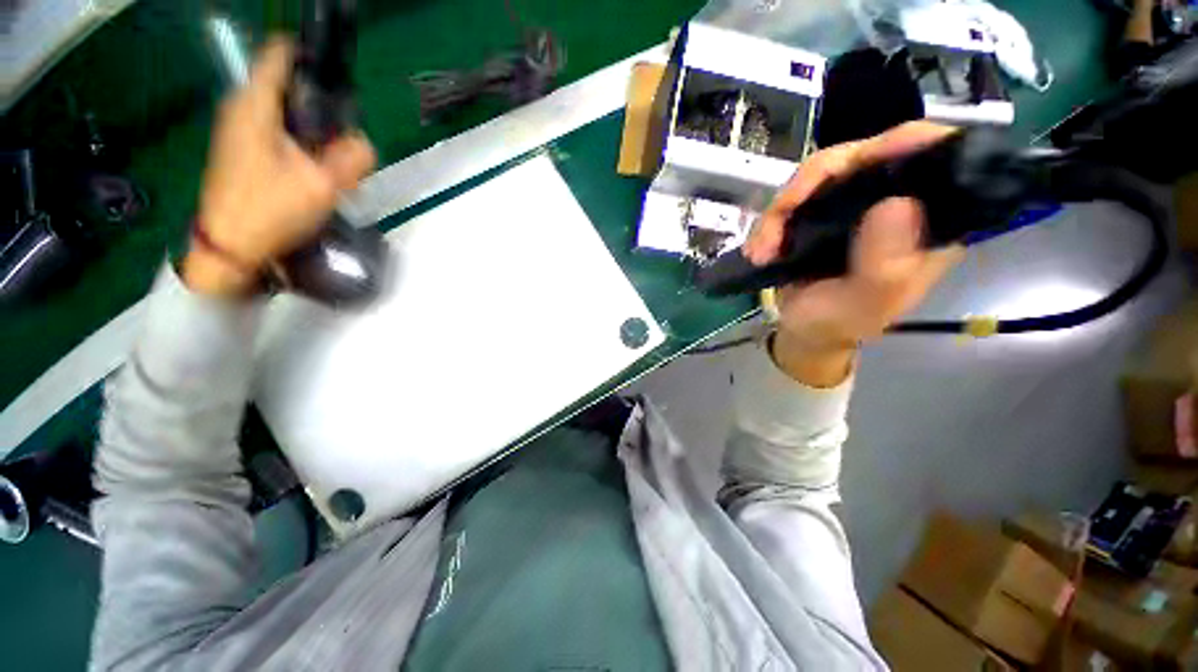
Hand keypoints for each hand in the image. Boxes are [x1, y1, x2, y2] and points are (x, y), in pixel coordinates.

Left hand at [184, 38, 375, 296]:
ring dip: (314, 126)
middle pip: (289, 84)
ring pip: (286, 109)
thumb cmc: (269, 211)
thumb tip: (364, 143)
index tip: (339, 77)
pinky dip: (301, 139)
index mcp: (255, 104)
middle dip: (322, 103)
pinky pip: (279, 128)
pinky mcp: (242, 148)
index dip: (311, 56)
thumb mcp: (322, 186)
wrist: (228, 247)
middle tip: (344, 136)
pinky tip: (314, 167)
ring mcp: (239, 128)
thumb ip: (352, 158)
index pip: (281, 54)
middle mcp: (243, 106)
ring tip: (333, 158)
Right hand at [743, 121, 964, 386]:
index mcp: (929, 220)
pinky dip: (770, 221)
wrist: (804, 329)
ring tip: (762, 249)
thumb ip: (885, 265)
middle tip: (780, 217)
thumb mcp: (865, 305)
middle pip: (864, 155)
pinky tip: (758, 249)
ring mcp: (855, 201)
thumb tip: (896, 203)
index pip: (935, 157)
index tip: (863, 160)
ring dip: (781, 209)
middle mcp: (897, 200)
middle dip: (812, 183)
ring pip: (820, 173)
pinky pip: (793, 195)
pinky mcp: (821, 208)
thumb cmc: (840, 321)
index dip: (903, 144)